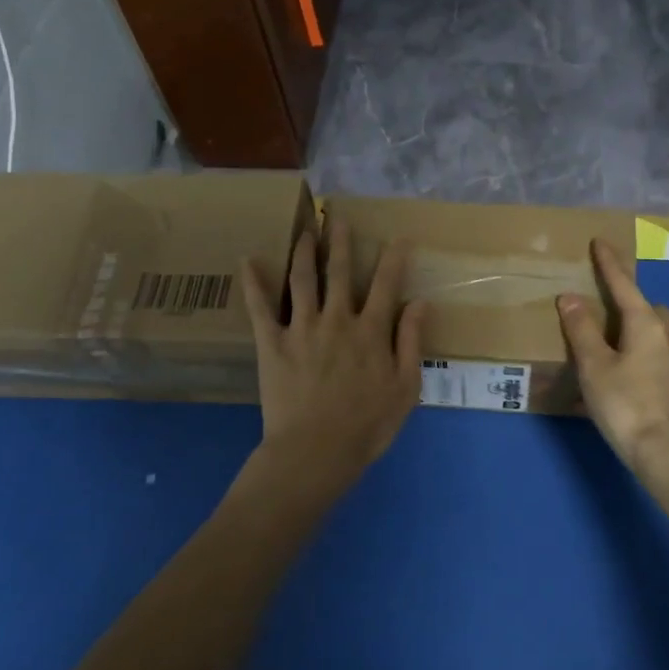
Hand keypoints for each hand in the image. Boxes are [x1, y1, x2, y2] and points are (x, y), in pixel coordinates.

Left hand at [241, 221, 426, 484]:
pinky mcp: (272, 343)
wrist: (316, 451)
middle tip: (337, 218)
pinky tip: (247, 261)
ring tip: (305, 232)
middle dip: (340, 242)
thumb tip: (420, 303)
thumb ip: (411, 342)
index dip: (393, 258)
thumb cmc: (367, 425)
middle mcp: (337, 319)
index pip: (386, 285)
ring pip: (303, 280)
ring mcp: (302, 328)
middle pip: (340, 272)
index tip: (398, 237)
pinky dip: (253, 283)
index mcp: (371, 331)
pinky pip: (260, 308)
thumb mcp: (405, 388)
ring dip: (304, 252)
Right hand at [557, 238, 668, 471]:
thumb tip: (570, 297)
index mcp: (646, 325)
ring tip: (617, 341)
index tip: (601, 241)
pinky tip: (633, 374)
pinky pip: (661, 358)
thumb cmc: (624, 404)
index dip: (610, 264)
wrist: (664, 453)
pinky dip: (645, 355)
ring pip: (660, 334)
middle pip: (649, 308)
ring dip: (641, 329)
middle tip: (607, 306)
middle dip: (631, 301)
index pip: (624, 285)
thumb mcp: (594, 365)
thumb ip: (582, 329)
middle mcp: (668, 338)